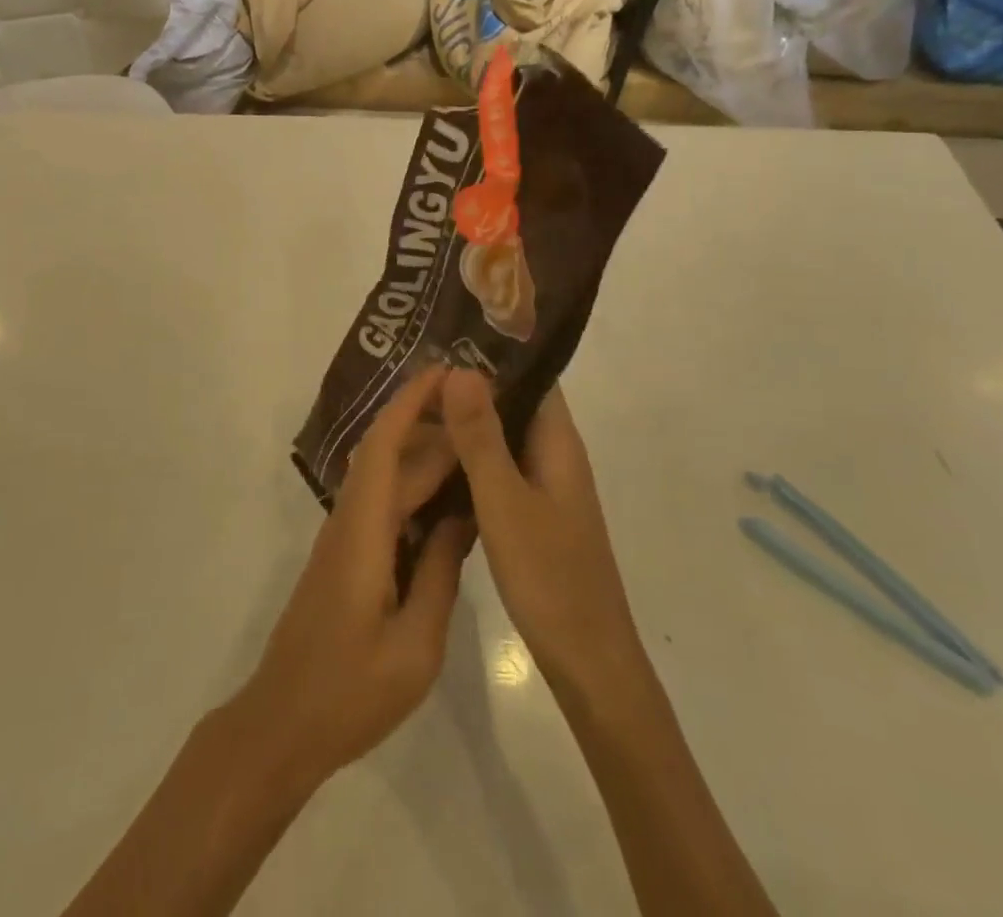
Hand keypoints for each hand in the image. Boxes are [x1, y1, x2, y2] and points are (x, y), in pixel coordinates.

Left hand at [232, 367, 473, 793]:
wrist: (284, 723)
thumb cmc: (350, 690)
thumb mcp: (416, 644)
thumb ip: (440, 574)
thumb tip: (462, 517)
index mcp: (363, 531)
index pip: (385, 446)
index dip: (411, 402)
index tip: (444, 372)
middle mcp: (349, 521)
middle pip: (389, 456)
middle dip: (429, 424)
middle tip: (481, 408)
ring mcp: (344, 539)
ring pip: (386, 480)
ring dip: (424, 456)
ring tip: (474, 445)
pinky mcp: (346, 558)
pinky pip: (385, 508)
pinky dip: (415, 491)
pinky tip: (449, 503)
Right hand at [443, 371, 645, 702]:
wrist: (588, 664)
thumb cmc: (550, 577)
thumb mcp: (505, 501)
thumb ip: (481, 436)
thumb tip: (460, 368)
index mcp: (557, 442)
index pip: (530, 375)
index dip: (492, 353)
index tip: (443, 338)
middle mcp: (554, 455)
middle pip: (513, 403)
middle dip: (469, 387)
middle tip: (413, 372)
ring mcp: (544, 486)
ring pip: (502, 438)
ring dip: (466, 423)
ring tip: (414, 407)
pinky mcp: (532, 514)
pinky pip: (498, 469)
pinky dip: (469, 458)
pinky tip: (433, 461)